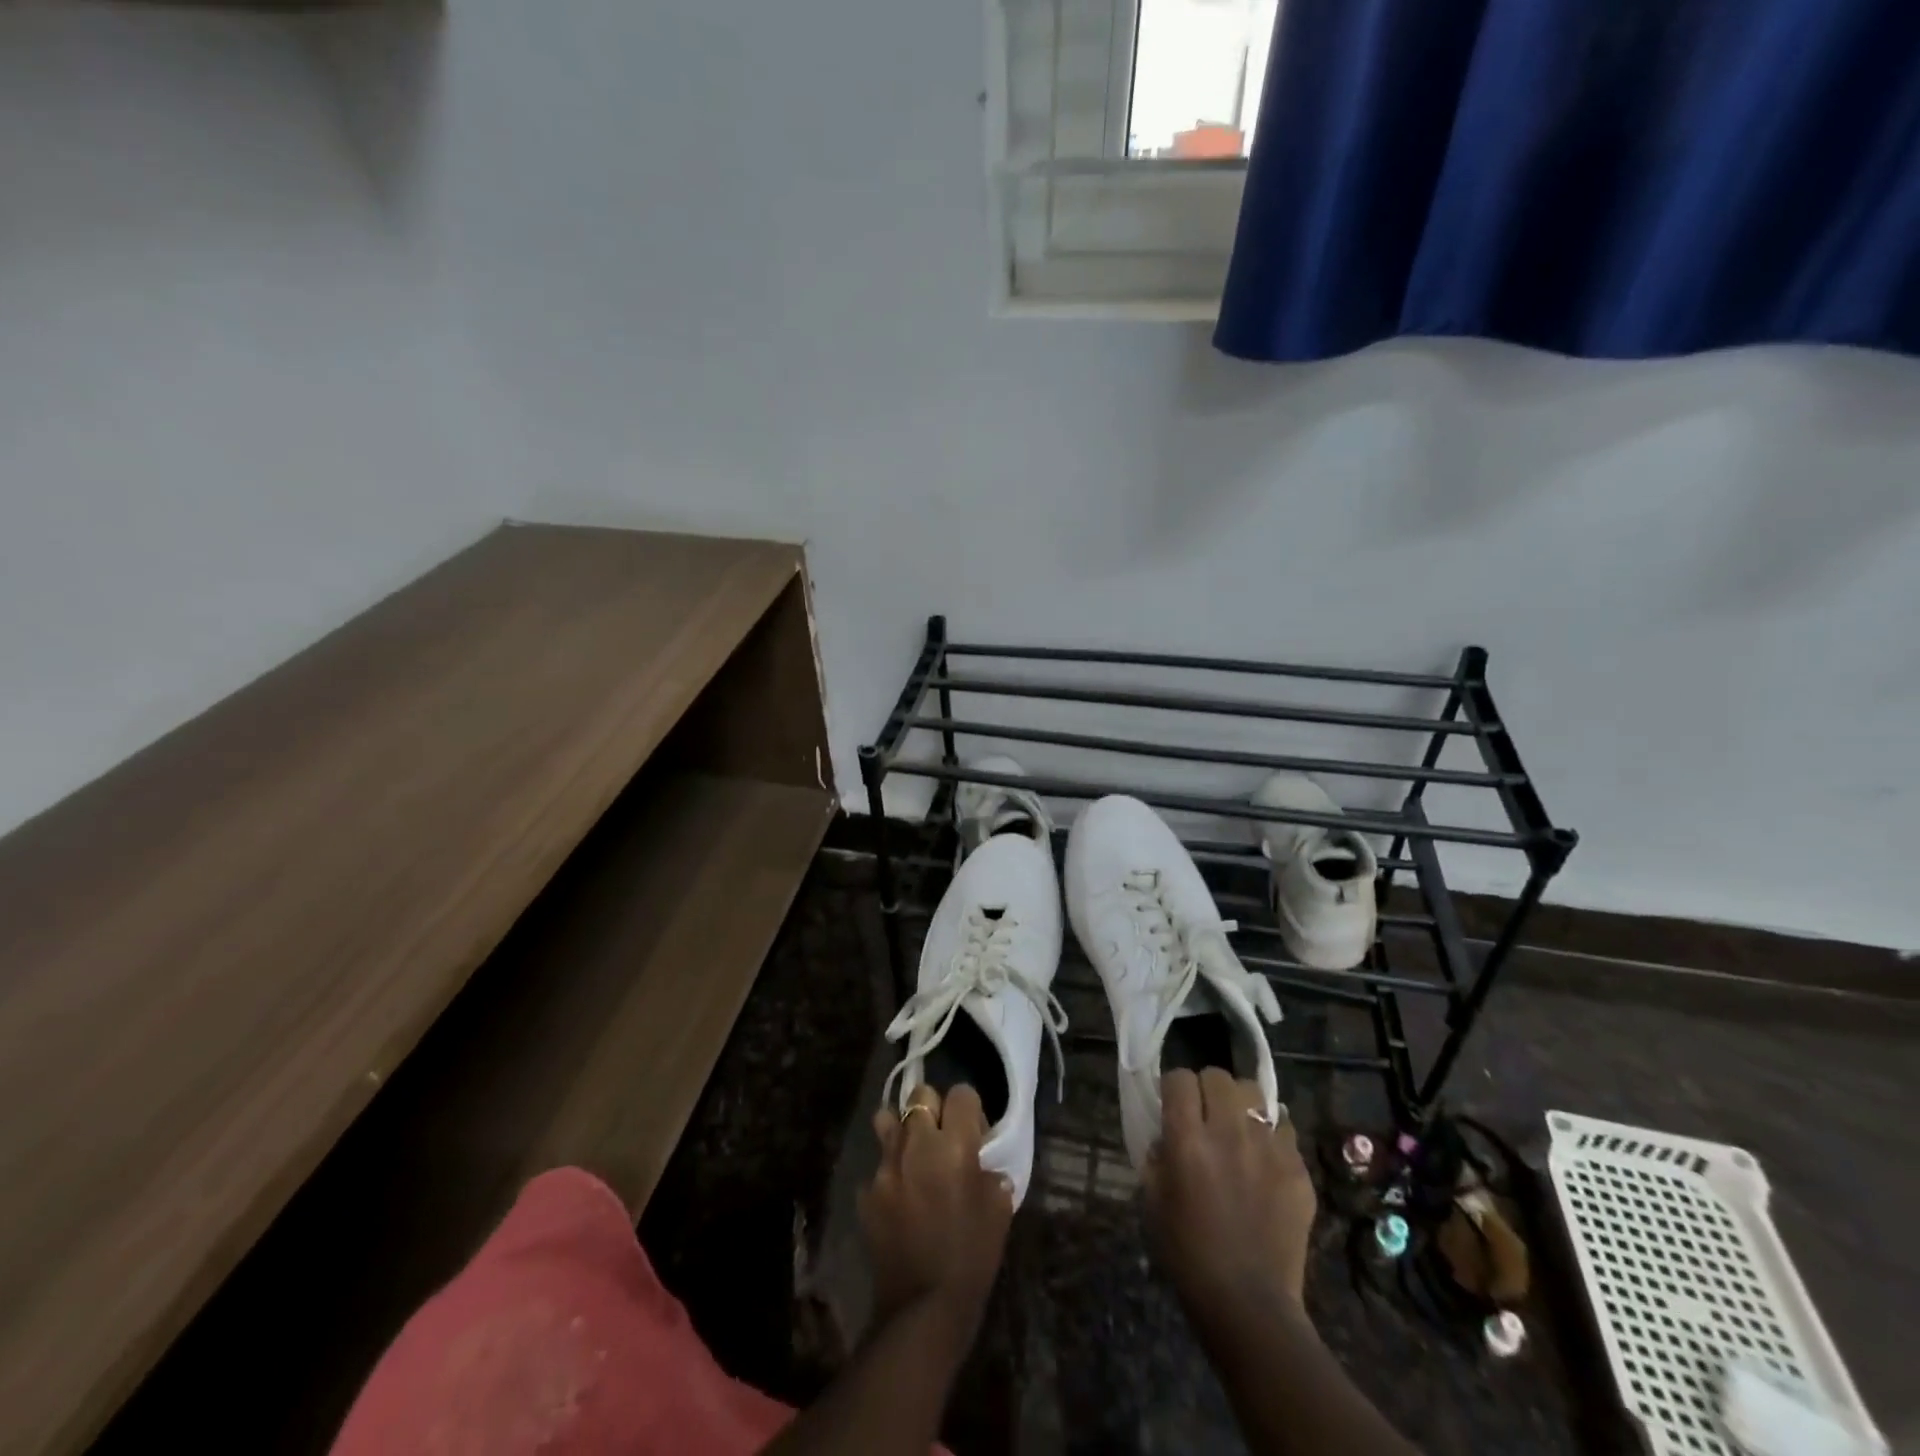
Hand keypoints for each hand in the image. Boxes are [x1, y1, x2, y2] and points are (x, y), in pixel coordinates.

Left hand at [860, 1084, 1013, 1340]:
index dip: (970, 1109)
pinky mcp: (866, 1192)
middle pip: (920, 1094)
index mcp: (954, 1144)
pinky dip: (889, 1174)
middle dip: (933, 1108)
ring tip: (913, 1155)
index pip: (961, 1093)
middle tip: (943, 1139)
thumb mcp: (999, 1211)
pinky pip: (877, 1166)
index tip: (975, 1133)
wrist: (923, 1309)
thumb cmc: (971, 1257)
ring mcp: (886, 1166)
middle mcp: (916, 1144)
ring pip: (887, 1119)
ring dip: (903, 1130)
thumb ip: (991, 1174)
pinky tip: (899, 1200)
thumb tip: (982, 1164)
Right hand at [1141, 1068, 1317, 1313]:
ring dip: (1241, 1103)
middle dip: (1207, 1088)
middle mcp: (1228, 1133)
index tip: (1172, 1104)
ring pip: (1255, 1094)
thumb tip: (1166, 1134)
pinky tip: (1264, 1155)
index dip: (1173, 1087)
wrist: (1248, 1305)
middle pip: (1218, 1076)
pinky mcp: (1297, 1170)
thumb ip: (1156, 1157)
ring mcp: (1268, 1149)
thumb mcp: (1152, 1202)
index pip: (1179, 1079)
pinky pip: (1285, 1128)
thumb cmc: (1188, 1255)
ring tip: (1238, 1126)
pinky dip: (1271, 1133)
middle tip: (1205, 1113)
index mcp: (1187, 1140)